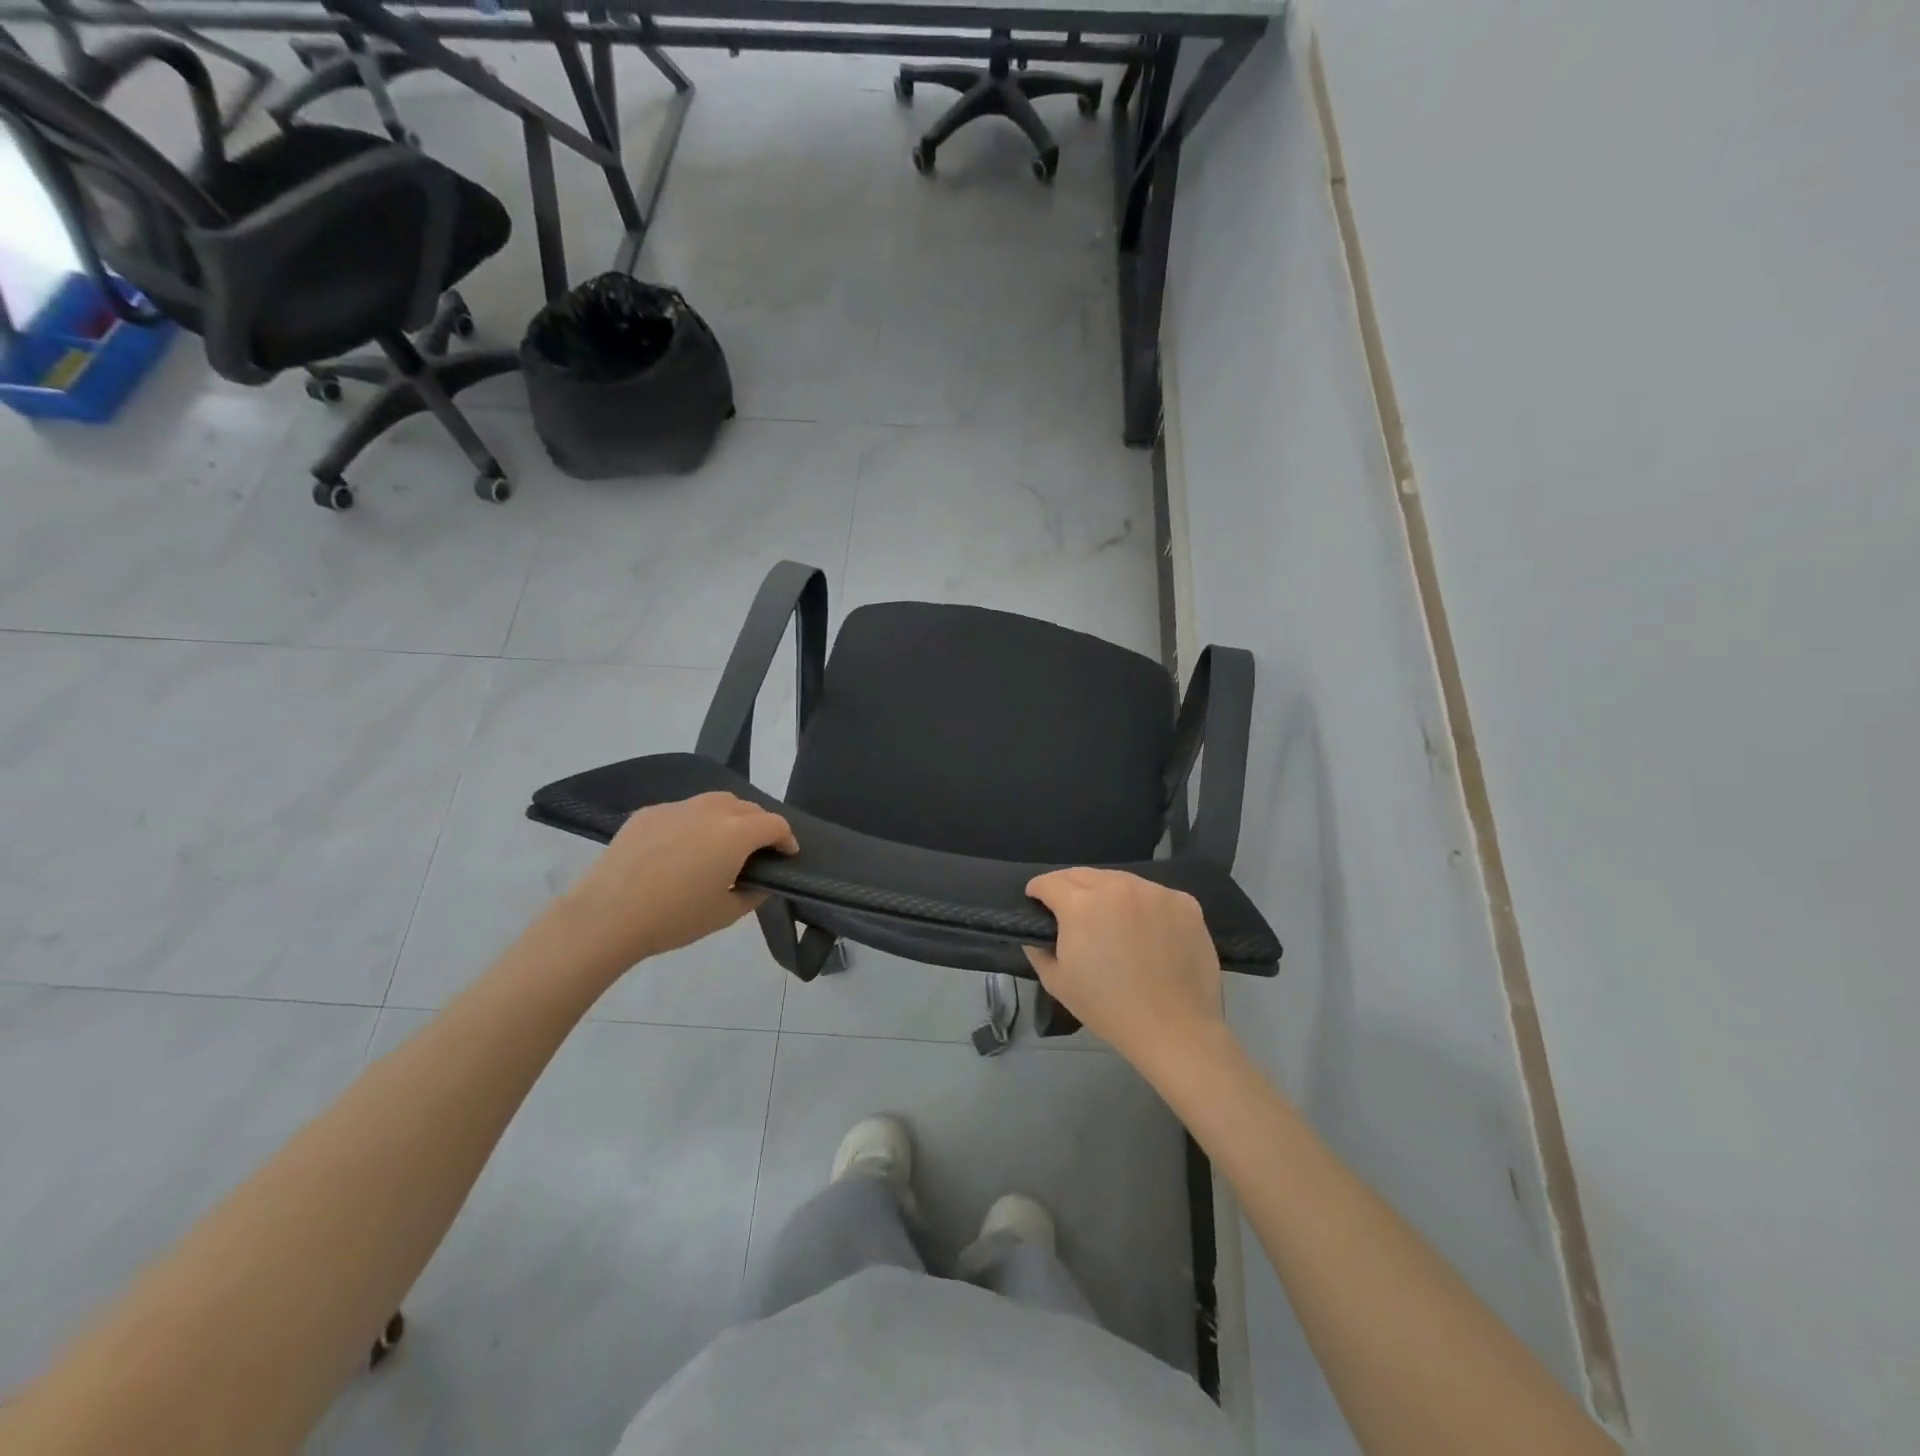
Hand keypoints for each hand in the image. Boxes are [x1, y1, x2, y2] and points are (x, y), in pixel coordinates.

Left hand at [558, 793, 796, 968]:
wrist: (607, 916)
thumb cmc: (674, 918)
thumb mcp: (725, 914)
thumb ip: (754, 893)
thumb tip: (761, 881)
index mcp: (735, 834)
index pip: (775, 824)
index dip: (787, 839)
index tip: (787, 855)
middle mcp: (710, 811)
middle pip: (747, 807)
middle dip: (760, 825)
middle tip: (757, 850)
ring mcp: (676, 808)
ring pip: (715, 801)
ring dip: (729, 817)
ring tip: (722, 841)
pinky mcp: (648, 813)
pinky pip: (683, 810)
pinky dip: (694, 822)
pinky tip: (682, 847)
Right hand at [1023, 868, 1226, 1072]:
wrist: (1174, 1029)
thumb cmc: (1108, 1008)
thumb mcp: (1057, 982)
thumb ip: (1038, 950)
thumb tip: (1036, 933)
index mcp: (1081, 905)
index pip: (1050, 882)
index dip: (1037, 890)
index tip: (1036, 900)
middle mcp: (1117, 887)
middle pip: (1083, 874)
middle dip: (1068, 886)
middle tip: (1067, 907)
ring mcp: (1155, 892)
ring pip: (1120, 880)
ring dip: (1107, 892)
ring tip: (1108, 916)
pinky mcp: (1184, 902)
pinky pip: (1154, 895)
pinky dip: (1143, 905)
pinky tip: (1145, 929)